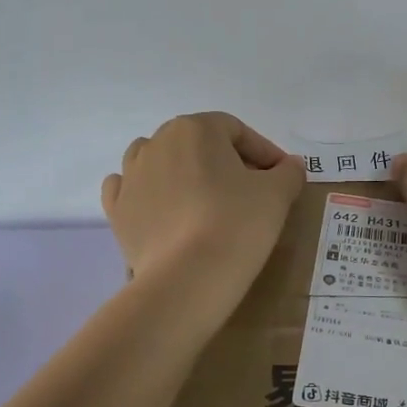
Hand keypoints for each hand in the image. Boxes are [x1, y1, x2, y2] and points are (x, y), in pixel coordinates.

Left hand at [101, 113, 306, 295]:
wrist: (187, 278)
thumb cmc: (237, 224)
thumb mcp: (277, 194)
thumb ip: (287, 172)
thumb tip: (290, 165)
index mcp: (195, 128)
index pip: (237, 131)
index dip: (263, 152)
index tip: (280, 177)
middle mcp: (157, 142)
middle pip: (198, 143)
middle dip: (226, 162)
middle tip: (250, 191)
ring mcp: (131, 175)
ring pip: (161, 161)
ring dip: (184, 173)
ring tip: (205, 201)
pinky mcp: (117, 209)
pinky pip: (131, 189)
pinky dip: (148, 193)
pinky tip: (164, 209)